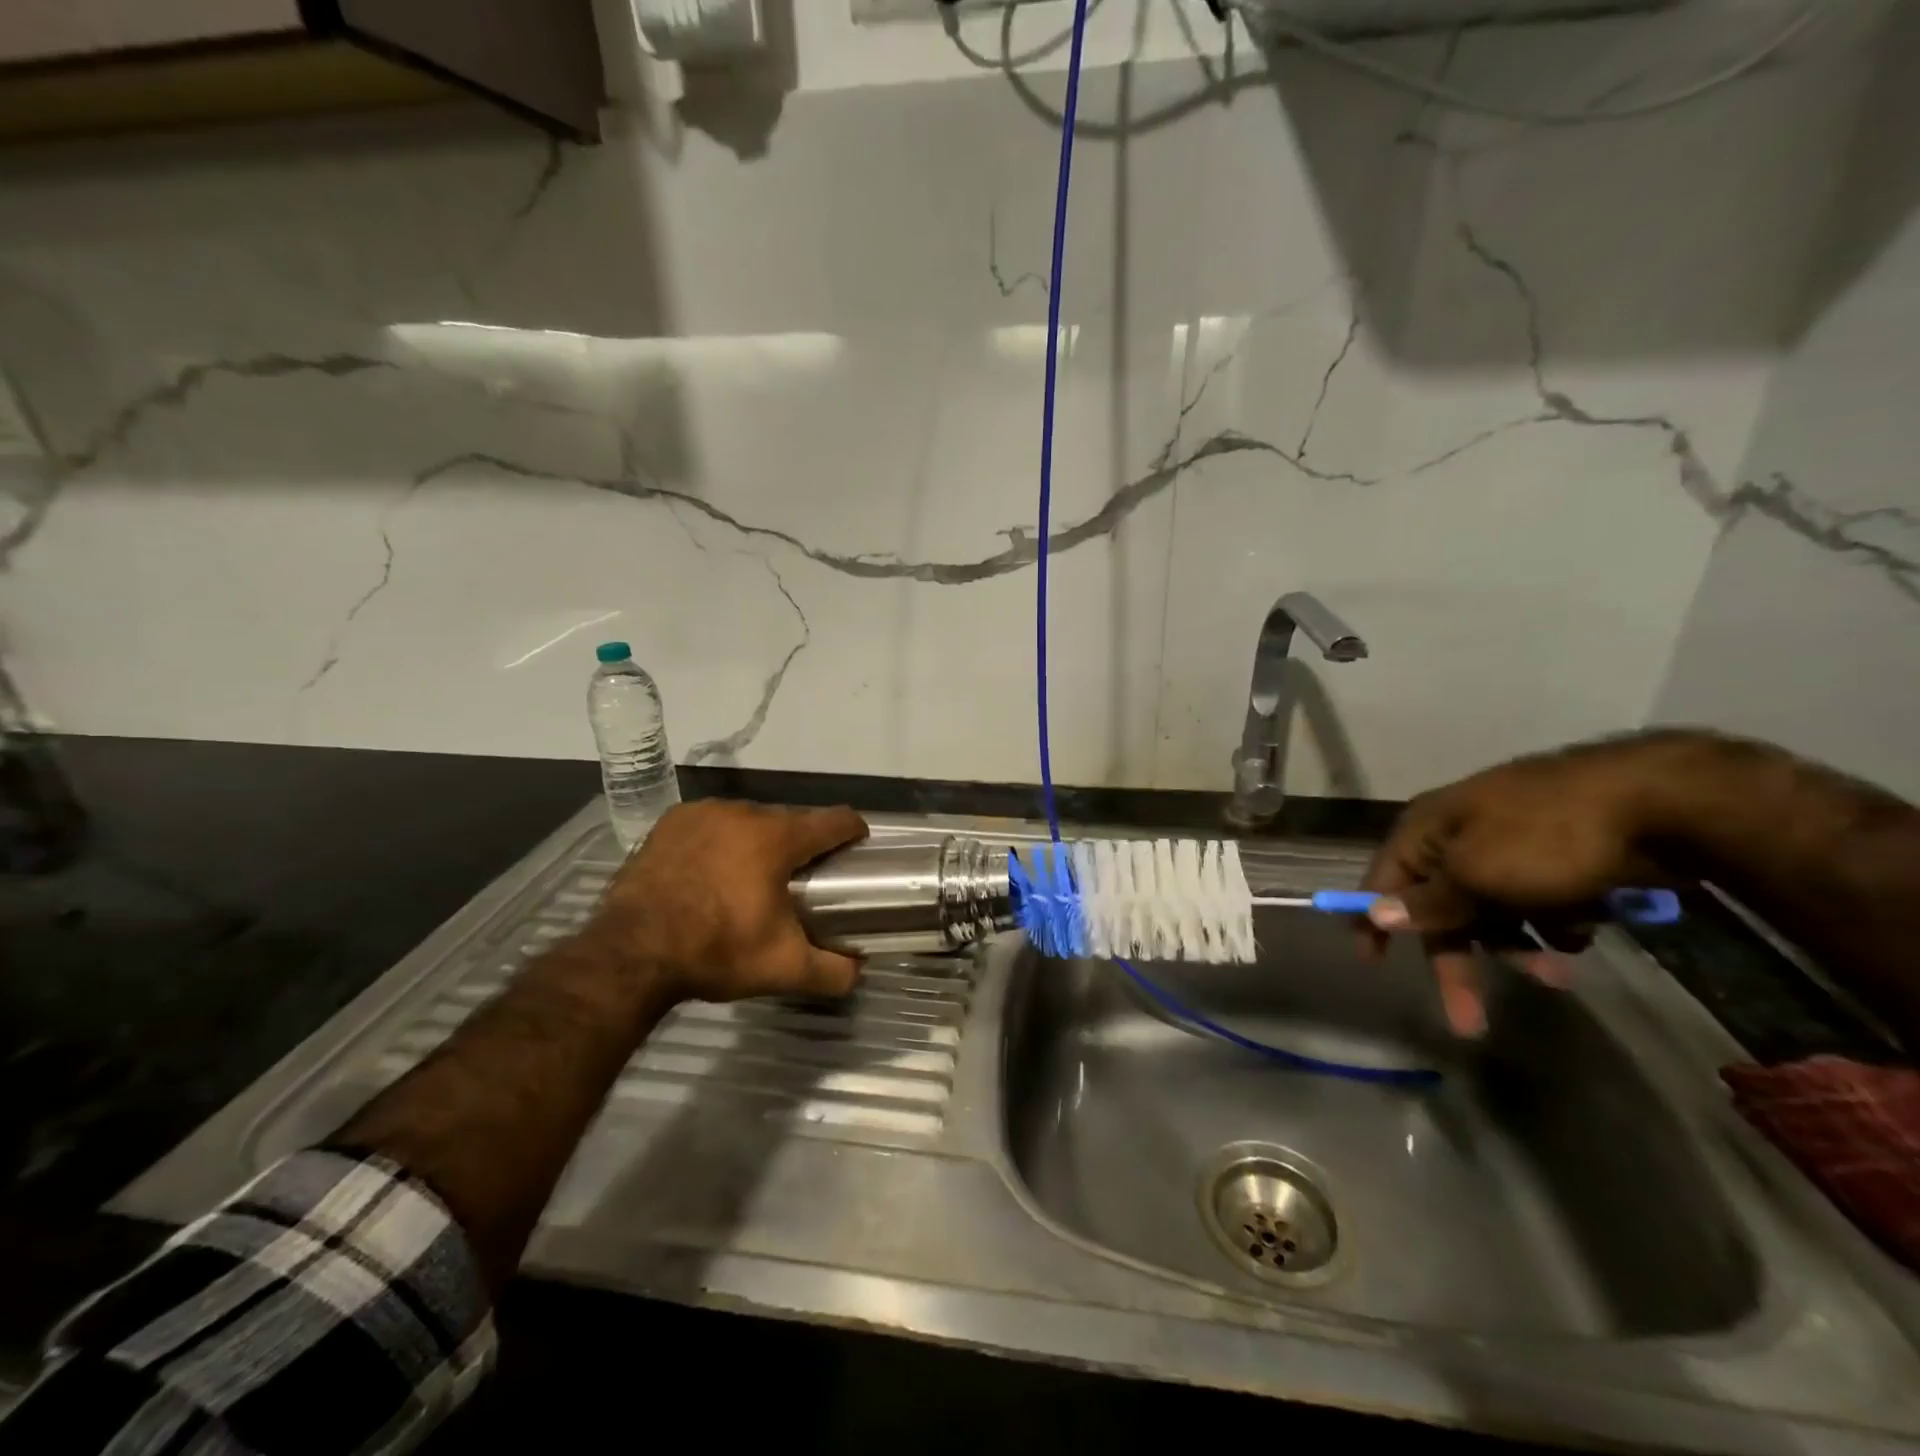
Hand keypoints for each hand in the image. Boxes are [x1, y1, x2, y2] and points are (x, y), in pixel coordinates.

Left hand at [589, 800, 868, 1001]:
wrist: (631, 953)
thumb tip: (858, 970)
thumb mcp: (783, 969)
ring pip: (748, 820)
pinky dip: (720, 840)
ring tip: (751, 876)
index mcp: (778, 837)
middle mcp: (745, 812)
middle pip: (789, 820)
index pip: (834, 820)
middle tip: (800, 879)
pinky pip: (711, 824)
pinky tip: (710, 869)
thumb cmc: (717, 951)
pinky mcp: (671, 822)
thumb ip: (832, 971)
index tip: (858, 848)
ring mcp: (704, 813)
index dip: (853, 831)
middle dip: (800, 844)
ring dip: (758, 841)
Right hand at [1358, 734, 1685, 1035]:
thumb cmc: (1545, 838)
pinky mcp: (1558, 856)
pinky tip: (1581, 931)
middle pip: (1442, 907)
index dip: (1374, 920)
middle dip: (1459, 959)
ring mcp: (1510, 845)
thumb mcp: (1474, 874)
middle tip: (1469, 1021)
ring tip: (1560, 973)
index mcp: (1427, 829)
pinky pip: (1537, 903)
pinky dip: (1552, 926)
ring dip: (1517, 947)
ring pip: (1495, 912)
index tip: (1372, 963)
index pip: (1383, 879)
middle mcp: (1459, 836)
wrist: (1658, 801)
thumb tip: (1375, 914)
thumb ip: (1426, 902)